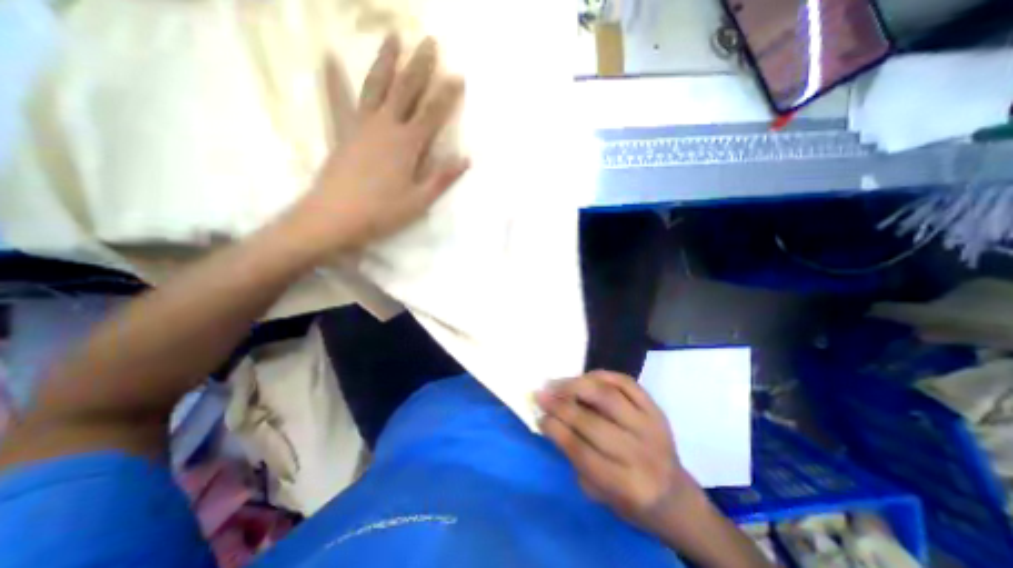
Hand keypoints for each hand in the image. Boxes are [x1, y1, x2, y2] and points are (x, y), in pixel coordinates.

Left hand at [286, 33, 468, 254]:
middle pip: (406, 90)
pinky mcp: (342, 131)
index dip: (447, 95)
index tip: (458, 76)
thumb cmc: (383, 211)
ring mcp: (361, 125)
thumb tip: (465, 160)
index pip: (432, 113)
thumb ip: (442, 178)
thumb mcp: (419, 200)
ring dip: (386, 61)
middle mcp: (386, 126)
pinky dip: (333, 79)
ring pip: (376, 86)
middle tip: (429, 42)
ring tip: (393, 37)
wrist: (335, 216)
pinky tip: (328, 58)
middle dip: (420, 66)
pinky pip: (337, 100)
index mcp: (408, 144)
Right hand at [538, 369, 706, 534]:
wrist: (675, 495)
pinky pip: (625, 382)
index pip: (582, 451)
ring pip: (608, 396)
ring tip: (557, 382)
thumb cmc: (631, 499)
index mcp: (627, 486)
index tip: (539, 416)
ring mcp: (652, 426)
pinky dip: (601, 375)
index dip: (556, 430)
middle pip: (593, 422)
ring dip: (577, 385)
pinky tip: (584, 377)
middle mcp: (641, 454)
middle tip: (541, 393)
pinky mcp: (656, 408)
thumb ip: (575, 457)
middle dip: (561, 405)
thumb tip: (551, 420)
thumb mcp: (599, 493)